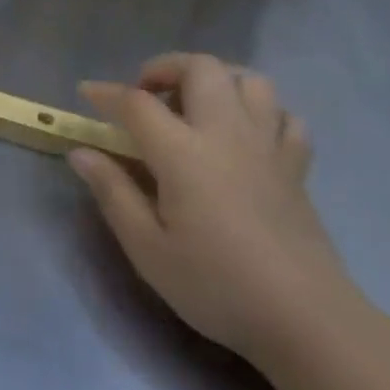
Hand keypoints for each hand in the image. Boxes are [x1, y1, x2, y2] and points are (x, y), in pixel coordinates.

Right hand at [70, 53, 358, 369]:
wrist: (308, 321)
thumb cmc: (217, 285)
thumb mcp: (147, 248)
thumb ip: (113, 192)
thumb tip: (81, 152)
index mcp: (183, 153)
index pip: (137, 103)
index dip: (106, 93)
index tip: (86, 93)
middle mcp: (227, 135)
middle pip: (201, 68)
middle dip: (165, 68)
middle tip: (145, 96)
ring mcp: (268, 147)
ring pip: (249, 80)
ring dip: (216, 82)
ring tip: (194, 109)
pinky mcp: (296, 167)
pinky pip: (284, 117)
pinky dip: (260, 113)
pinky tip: (243, 137)